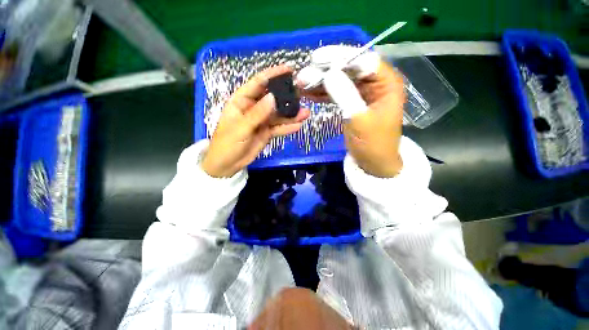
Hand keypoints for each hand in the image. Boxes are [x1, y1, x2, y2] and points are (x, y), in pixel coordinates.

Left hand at [202, 65, 309, 177]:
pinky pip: (279, 128)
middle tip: (303, 94)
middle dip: (287, 97)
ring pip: (278, 115)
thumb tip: (273, 98)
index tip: (289, 70)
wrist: (227, 164)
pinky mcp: (267, 132)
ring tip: (306, 113)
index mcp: (241, 101)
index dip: (273, 75)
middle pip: (272, 99)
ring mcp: (261, 121)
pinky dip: (288, 127)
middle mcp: (253, 108)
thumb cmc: (227, 144)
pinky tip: (298, 125)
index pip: (258, 83)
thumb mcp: (241, 127)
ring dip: (291, 114)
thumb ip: (257, 113)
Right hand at [298, 47, 404, 177]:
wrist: (373, 162)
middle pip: (348, 70)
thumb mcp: (359, 119)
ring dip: (320, 82)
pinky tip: (308, 93)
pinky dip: (322, 93)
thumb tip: (328, 73)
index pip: (363, 60)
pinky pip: (336, 93)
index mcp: (386, 83)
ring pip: (339, 81)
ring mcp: (362, 93)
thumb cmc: (373, 143)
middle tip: (303, 75)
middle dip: (325, 71)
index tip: (317, 59)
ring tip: (301, 84)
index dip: (339, 57)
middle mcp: (375, 83)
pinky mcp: (352, 102)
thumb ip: (345, 95)